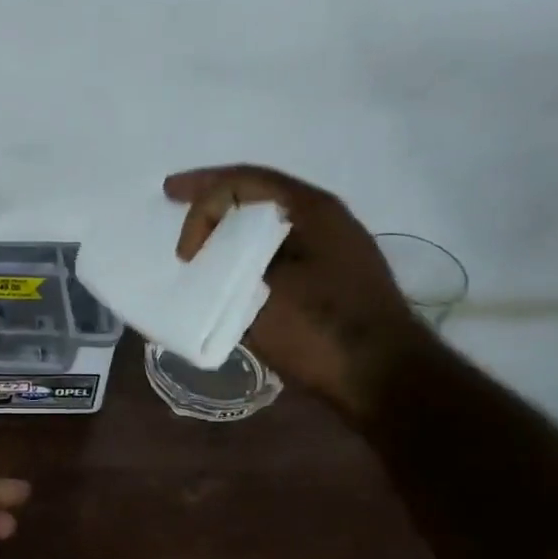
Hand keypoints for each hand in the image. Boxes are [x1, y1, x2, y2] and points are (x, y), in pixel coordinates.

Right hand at [164, 164, 429, 417]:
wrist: (383, 378)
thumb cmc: (321, 328)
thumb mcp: (263, 289)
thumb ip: (230, 261)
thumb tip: (211, 256)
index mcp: (310, 209)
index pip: (243, 180)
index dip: (200, 192)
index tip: (178, 237)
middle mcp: (324, 219)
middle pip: (257, 194)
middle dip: (213, 198)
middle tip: (174, 198)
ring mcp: (331, 249)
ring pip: (268, 223)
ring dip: (230, 226)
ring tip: (198, 238)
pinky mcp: (330, 279)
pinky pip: (278, 250)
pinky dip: (247, 251)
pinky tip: (229, 269)